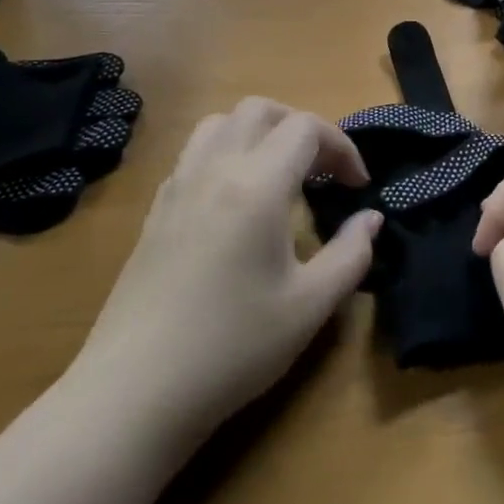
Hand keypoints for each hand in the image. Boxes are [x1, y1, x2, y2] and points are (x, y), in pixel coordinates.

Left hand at [72, 99, 379, 445]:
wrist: (133, 394)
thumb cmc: (232, 348)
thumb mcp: (310, 306)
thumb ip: (351, 254)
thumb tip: (370, 219)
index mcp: (257, 185)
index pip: (306, 128)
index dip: (342, 146)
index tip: (358, 186)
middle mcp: (215, 169)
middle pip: (260, 109)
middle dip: (300, 126)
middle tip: (322, 170)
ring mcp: (178, 186)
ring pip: (220, 123)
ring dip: (259, 132)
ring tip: (280, 174)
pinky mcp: (155, 210)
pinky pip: (195, 154)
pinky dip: (226, 153)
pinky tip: (236, 202)